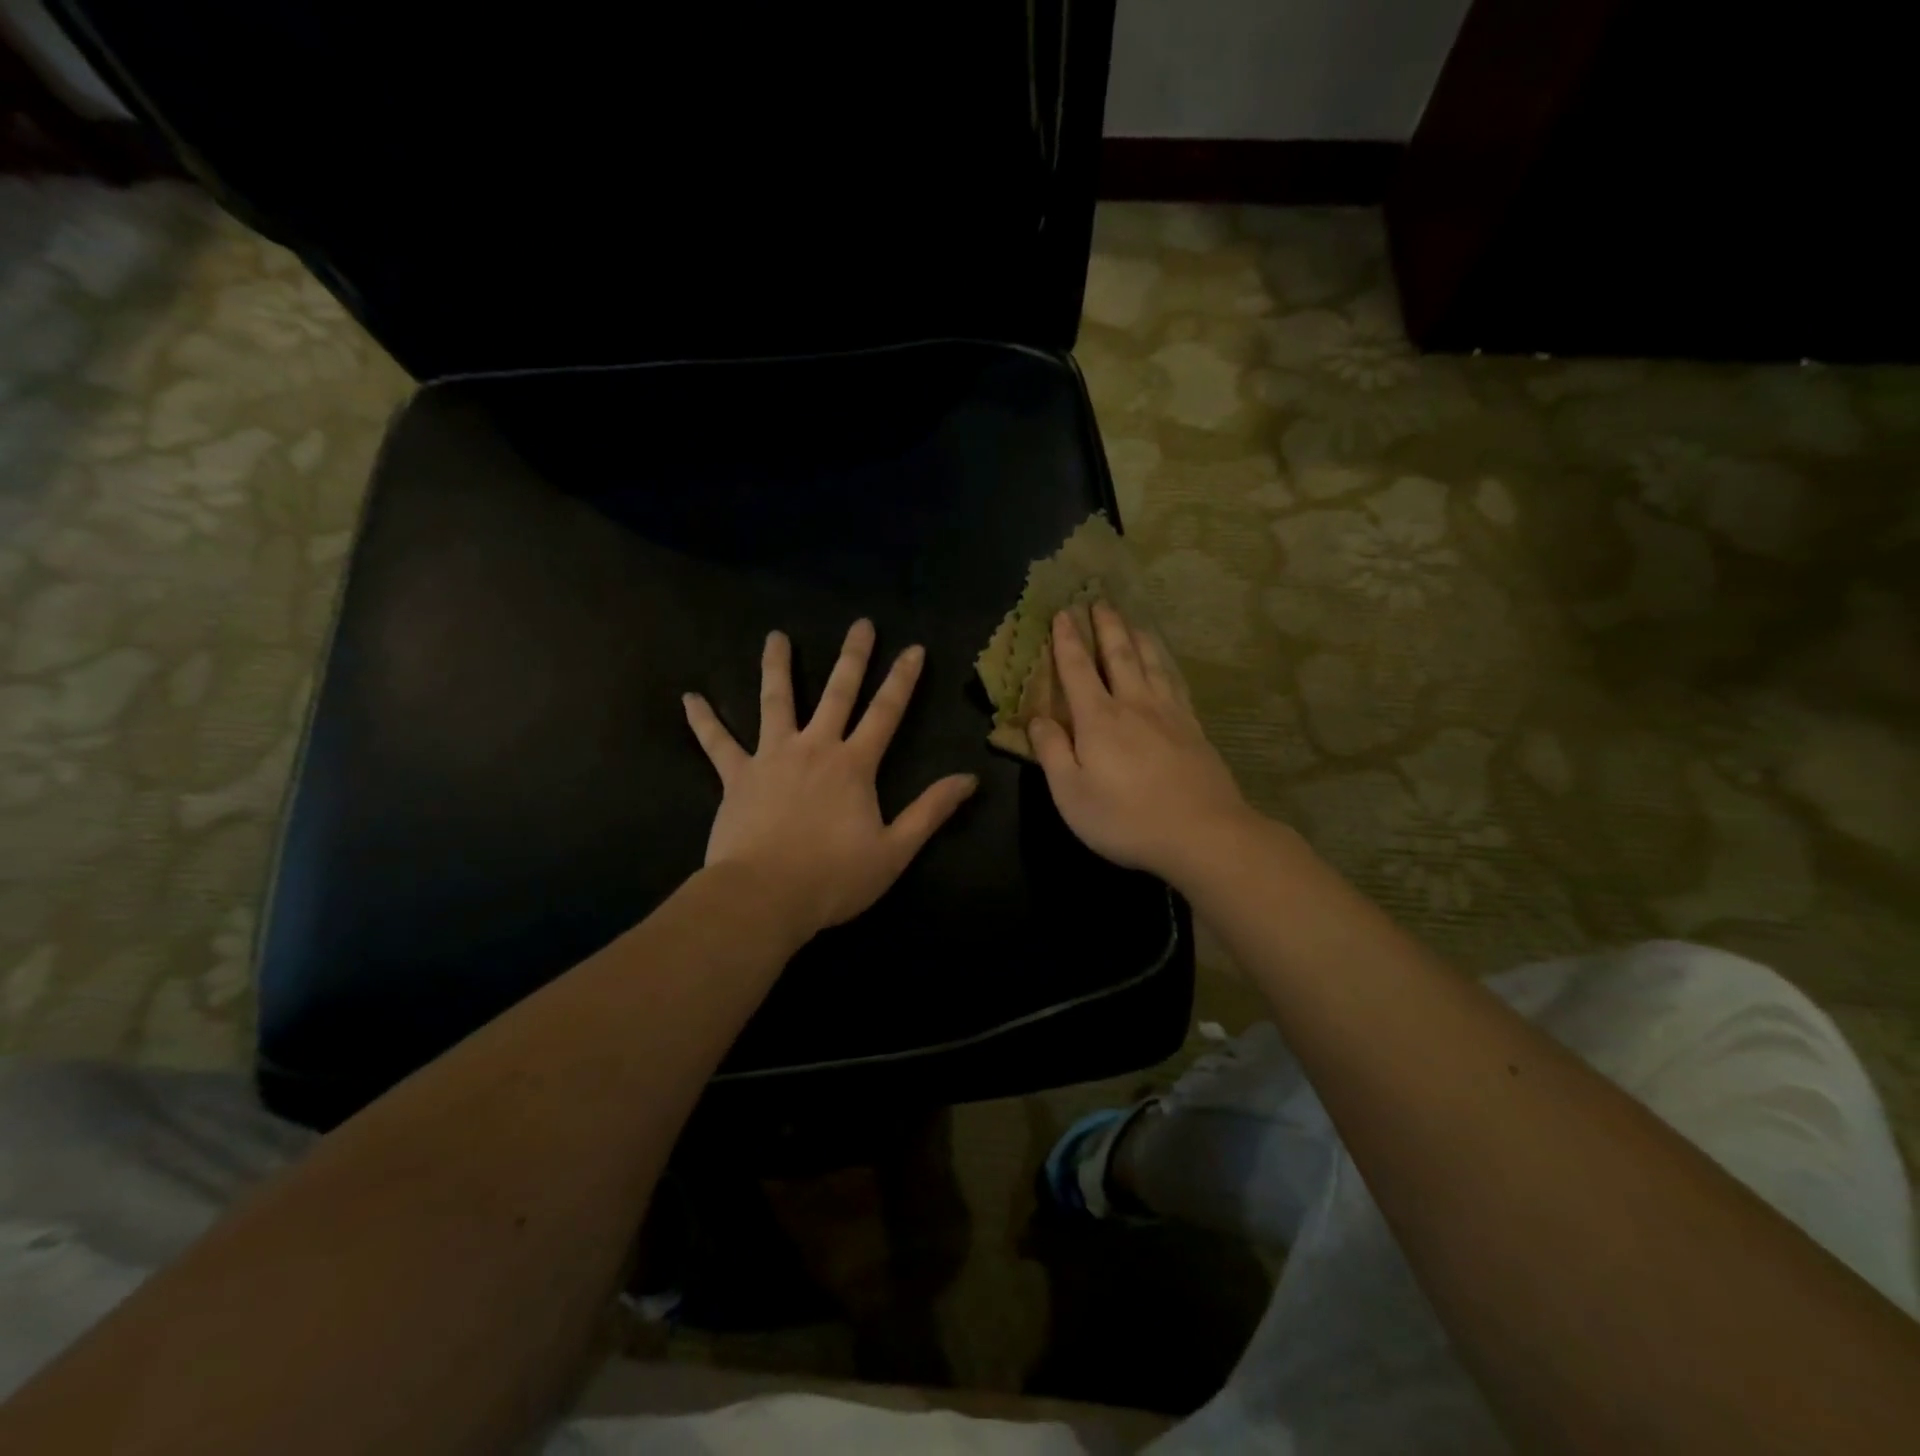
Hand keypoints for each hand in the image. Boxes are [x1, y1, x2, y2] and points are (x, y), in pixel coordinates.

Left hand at [682, 620, 977, 941]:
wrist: (764, 897)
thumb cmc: (833, 877)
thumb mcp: (895, 850)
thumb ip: (931, 811)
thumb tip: (969, 778)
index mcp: (854, 765)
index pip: (886, 712)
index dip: (902, 679)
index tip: (913, 648)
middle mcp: (814, 747)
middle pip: (837, 693)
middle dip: (853, 657)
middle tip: (861, 624)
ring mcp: (771, 757)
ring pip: (775, 701)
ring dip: (777, 667)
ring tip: (776, 637)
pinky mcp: (736, 776)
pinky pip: (717, 743)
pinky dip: (704, 720)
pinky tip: (690, 699)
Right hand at [1028, 603, 1252, 884]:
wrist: (1203, 834)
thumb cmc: (1126, 818)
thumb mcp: (1071, 793)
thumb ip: (1052, 752)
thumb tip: (1036, 718)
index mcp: (1099, 719)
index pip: (1077, 670)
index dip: (1067, 641)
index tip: (1063, 612)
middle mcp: (1134, 705)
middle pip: (1119, 656)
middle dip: (1106, 627)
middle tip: (1100, 600)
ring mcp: (1170, 715)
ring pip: (1152, 663)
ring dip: (1139, 638)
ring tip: (1132, 621)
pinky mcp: (1194, 729)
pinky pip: (1176, 683)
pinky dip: (1166, 665)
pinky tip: (1166, 665)